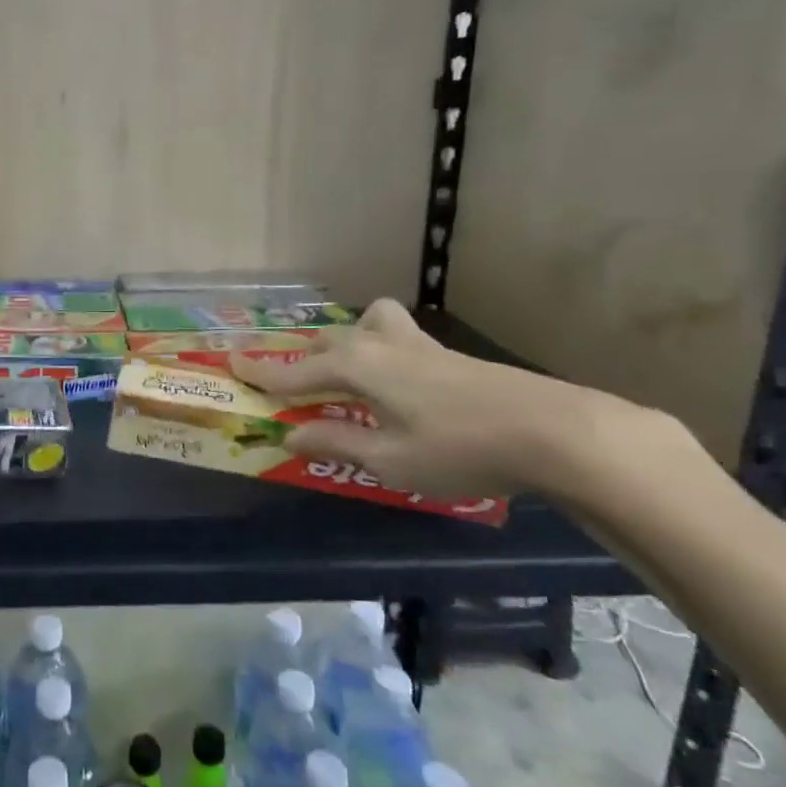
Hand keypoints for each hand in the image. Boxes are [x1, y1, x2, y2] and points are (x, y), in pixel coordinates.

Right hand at [230, 298, 670, 499]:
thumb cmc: (459, 448)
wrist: (555, 430)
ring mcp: (416, 344)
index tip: (229, 364)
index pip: (294, 370)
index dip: (261, 372)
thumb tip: (291, 435)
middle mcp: (378, 344)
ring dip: (343, 343)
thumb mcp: (389, 459)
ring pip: (364, 326)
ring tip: (344, 373)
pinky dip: (376, 348)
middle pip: (325, 345)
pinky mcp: (445, 354)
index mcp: (356, 366)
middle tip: (281, 383)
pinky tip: (394, 383)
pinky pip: (393, 336)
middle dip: (298, 361)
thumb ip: (336, 442)